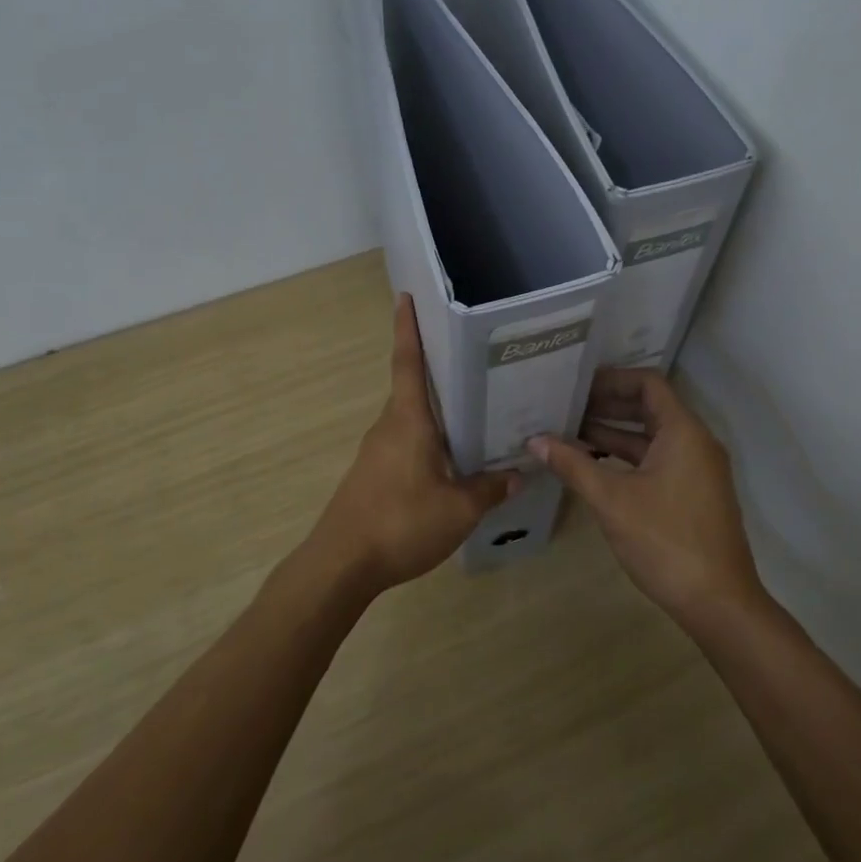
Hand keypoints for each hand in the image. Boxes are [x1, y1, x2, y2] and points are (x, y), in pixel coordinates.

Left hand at [312, 294, 517, 591]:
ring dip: (436, 410)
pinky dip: (428, 438)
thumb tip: (518, 474)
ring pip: (411, 418)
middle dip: (437, 369)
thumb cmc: (400, 523)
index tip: (406, 297)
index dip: (407, 328)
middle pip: (413, 388)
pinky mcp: (373, 474)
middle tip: (474, 358)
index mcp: (408, 420)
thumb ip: (490, 489)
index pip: (407, 362)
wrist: (341, 564)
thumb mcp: (458, 510)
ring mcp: (377, 451)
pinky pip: (406, 442)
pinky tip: (452, 457)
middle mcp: (389, 426)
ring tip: (475, 408)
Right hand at [528, 369, 761, 626]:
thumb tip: (535, 440)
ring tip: (569, 434)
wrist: (718, 603)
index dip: (612, 379)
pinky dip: (627, 459)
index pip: (648, 384)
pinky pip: (657, 461)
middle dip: (607, 406)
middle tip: (565, 406)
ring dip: (614, 434)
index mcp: (683, 432)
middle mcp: (695, 443)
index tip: (576, 384)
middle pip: (649, 408)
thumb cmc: (665, 541)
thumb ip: (573, 465)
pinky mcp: (693, 494)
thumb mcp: (612, 500)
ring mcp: (697, 470)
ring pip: (651, 438)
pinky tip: (594, 467)